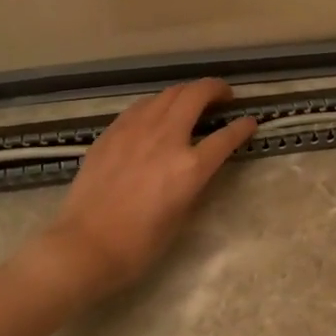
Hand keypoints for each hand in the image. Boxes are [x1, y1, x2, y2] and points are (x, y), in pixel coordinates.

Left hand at [41, 79, 256, 296]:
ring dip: (186, 92)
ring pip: (166, 94)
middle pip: (196, 95)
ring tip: (192, 101)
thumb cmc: (139, 245)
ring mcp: (135, 131)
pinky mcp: (111, 133)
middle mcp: (165, 139)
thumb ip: (193, 182)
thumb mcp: (181, 215)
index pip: (225, 137)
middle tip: (224, 96)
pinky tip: (156, 113)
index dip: (242, 128)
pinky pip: (141, 107)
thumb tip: (198, 165)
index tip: (250, 122)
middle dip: (215, 89)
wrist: (85, 246)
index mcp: (189, 168)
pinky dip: (157, 104)